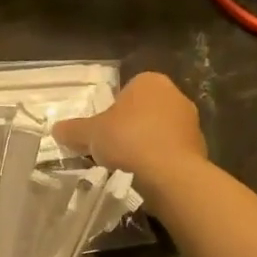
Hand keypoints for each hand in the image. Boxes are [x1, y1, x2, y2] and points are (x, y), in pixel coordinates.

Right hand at [53, 73, 206, 186]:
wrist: (170, 174)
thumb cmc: (128, 140)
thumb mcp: (90, 134)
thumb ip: (73, 130)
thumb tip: (56, 129)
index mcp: (150, 81)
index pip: (126, 91)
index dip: (111, 111)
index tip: (103, 132)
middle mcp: (175, 95)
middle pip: (144, 111)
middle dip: (130, 128)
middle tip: (112, 148)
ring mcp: (191, 122)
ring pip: (159, 131)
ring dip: (146, 145)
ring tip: (128, 166)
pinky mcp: (200, 148)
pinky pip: (172, 151)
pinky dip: (160, 161)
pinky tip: (147, 175)